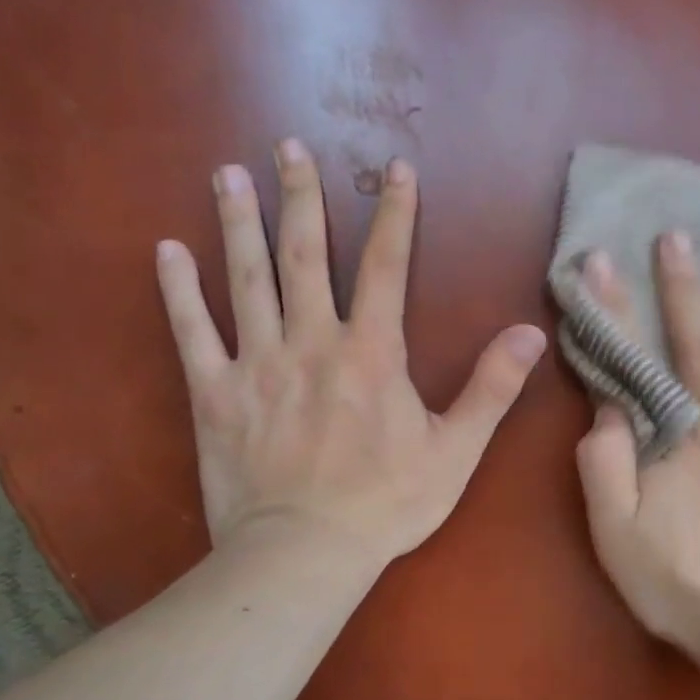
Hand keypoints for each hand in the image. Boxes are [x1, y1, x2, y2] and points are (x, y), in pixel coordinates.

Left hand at [156, 141, 546, 565]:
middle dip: (300, 196)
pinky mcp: (214, 394)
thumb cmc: (387, 503)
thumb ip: (492, 387)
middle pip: (305, 256)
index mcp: (371, 353)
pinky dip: (178, 291)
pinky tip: (167, 250)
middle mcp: (311, 343)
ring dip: (238, 224)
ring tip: (228, 173)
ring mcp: (256, 365)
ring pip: (246, 280)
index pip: (386, 267)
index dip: (394, 215)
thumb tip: (531, 332)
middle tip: (288, 146)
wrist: (304, 553)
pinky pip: (191, 333)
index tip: (395, 168)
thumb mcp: (456, 450)